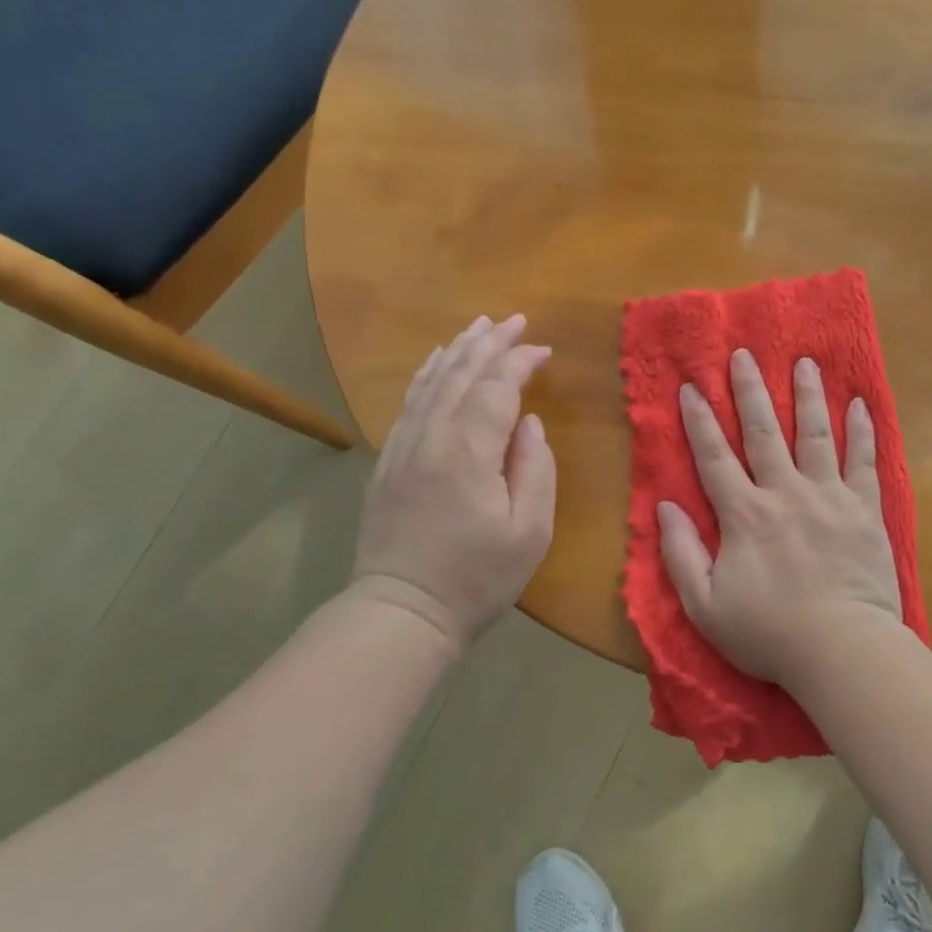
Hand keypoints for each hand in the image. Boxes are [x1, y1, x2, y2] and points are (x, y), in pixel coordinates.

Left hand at [349, 314, 556, 655]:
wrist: (402, 611)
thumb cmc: (476, 577)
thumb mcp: (529, 532)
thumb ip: (535, 470)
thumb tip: (530, 424)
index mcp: (469, 450)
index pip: (497, 387)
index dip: (519, 361)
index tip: (543, 350)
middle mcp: (432, 436)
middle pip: (461, 373)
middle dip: (489, 342)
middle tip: (513, 320)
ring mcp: (404, 447)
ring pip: (431, 382)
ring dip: (457, 350)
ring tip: (478, 327)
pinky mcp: (388, 461)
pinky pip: (409, 403)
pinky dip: (426, 375)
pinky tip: (435, 363)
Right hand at [657, 349, 902, 685]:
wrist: (842, 650)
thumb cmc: (769, 633)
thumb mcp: (705, 605)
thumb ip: (681, 553)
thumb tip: (664, 506)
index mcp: (744, 514)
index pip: (714, 457)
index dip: (699, 420)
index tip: (691, 386)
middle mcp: (784, 492)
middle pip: (763, 432)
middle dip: (750, 390)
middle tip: (743, 354)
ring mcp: (828, 496)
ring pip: (815, 434)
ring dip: (807, 395)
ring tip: (804, 362)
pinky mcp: (864, 509)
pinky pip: (863, 461)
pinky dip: (861, 431)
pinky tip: (859, 405)